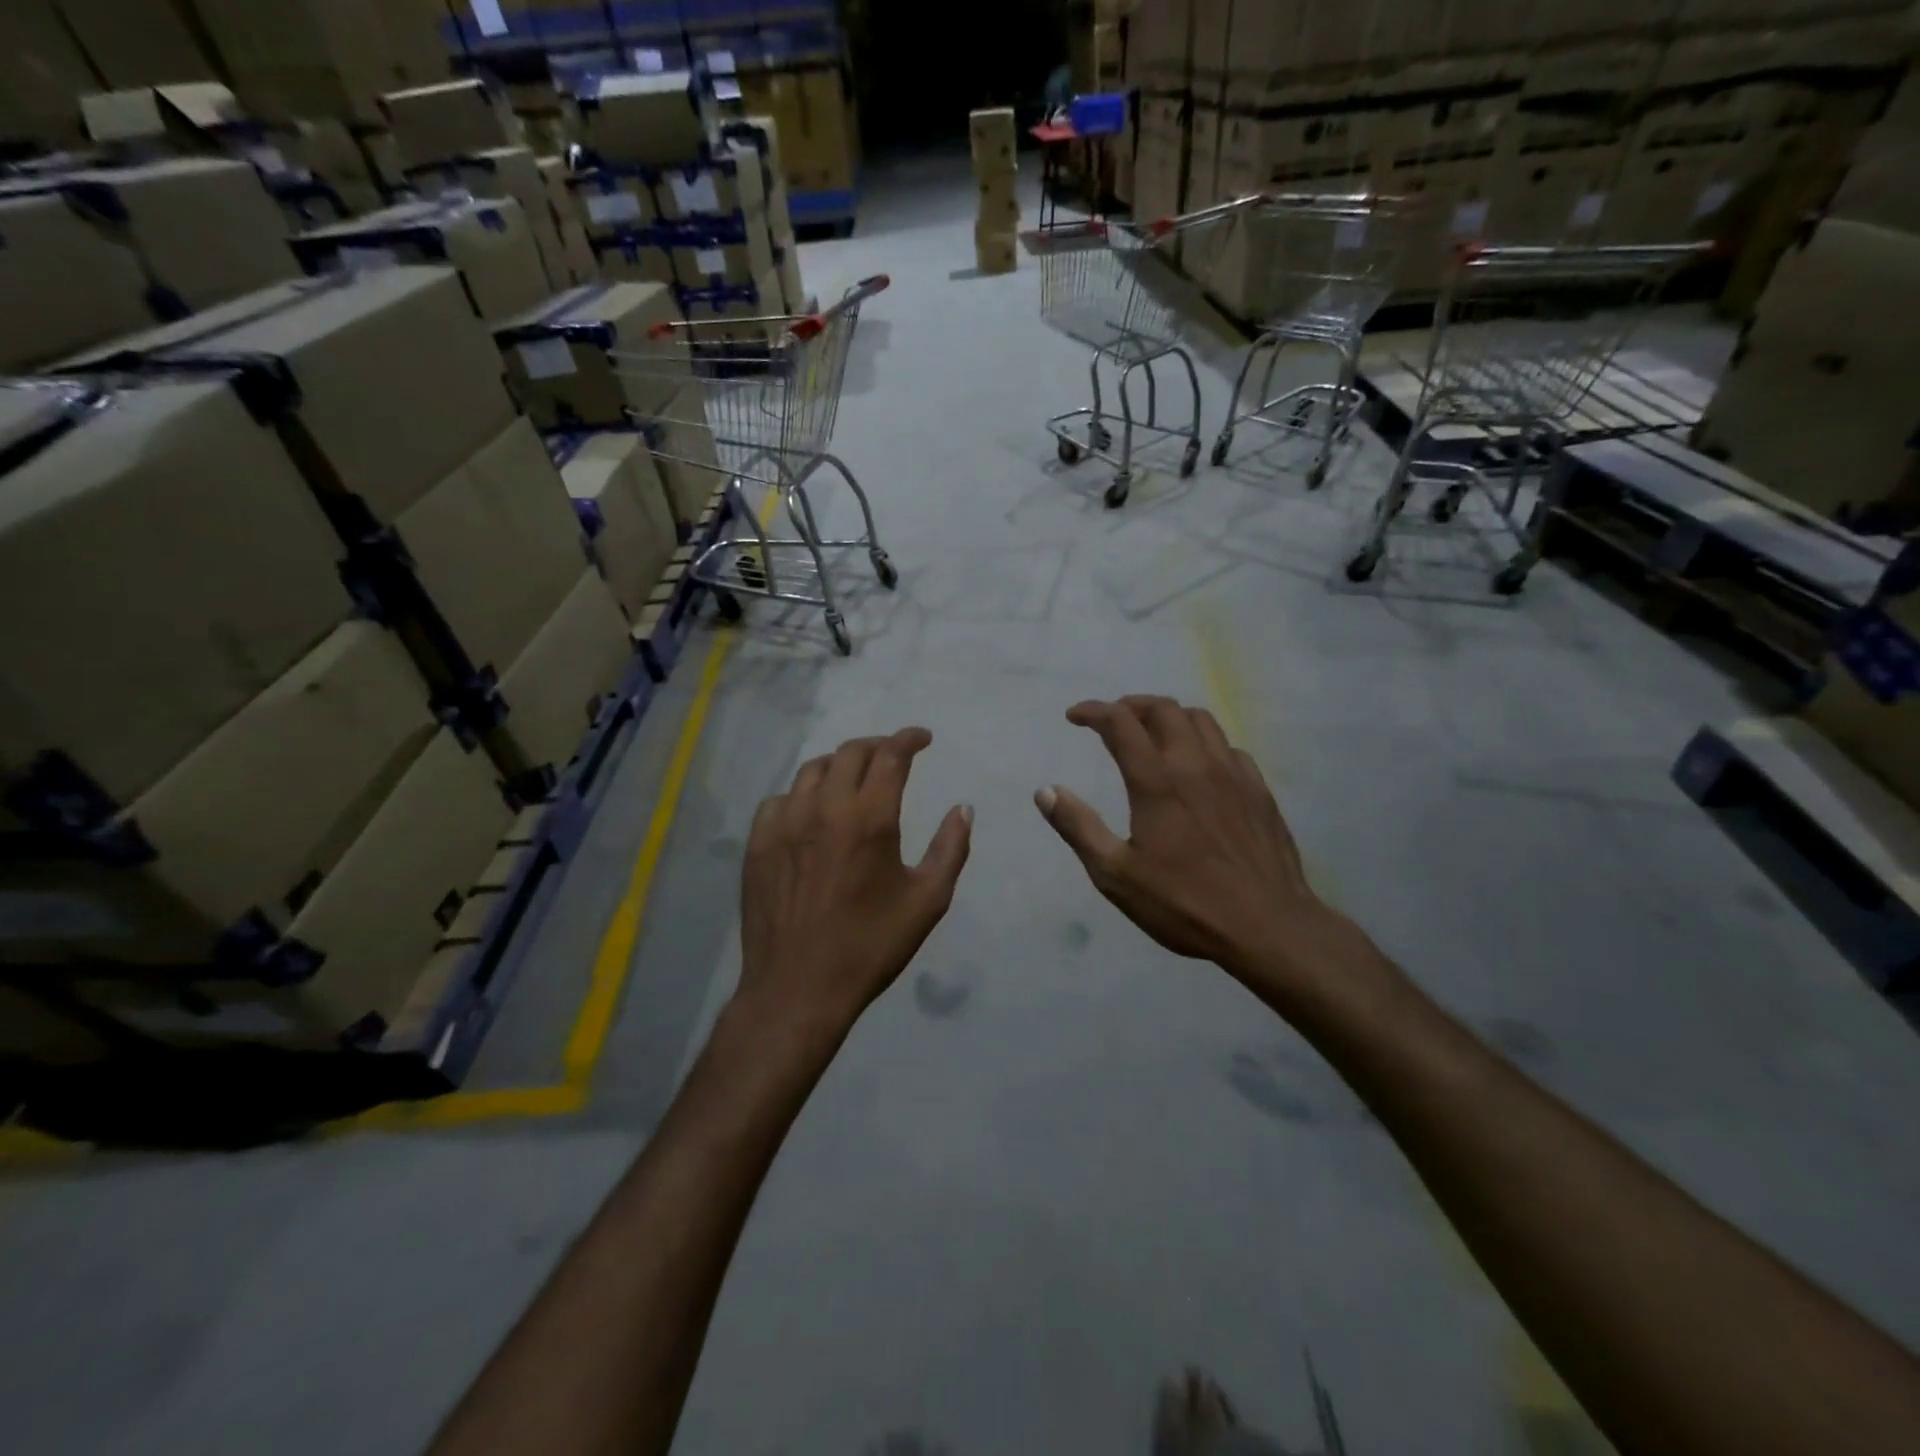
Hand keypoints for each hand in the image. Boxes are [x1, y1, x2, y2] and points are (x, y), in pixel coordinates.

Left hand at [737, 728, 971, 1037]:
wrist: (798, 988)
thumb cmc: (870, 946)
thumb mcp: (927, 901)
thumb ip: (951, 848)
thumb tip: (963, 808)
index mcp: (869, 818)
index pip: (890, 755)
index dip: (909, 738)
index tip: (923, 738)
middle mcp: (823, 808)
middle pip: (850, 752)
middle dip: (877, 745)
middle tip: (894, 756)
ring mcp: (784, 823)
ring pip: (812, 770)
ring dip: (840, 765)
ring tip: (854, 779)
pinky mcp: (757, 842)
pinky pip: (780, 799)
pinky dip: (803, 795)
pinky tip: (812, 814)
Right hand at [1035, 697, 1359, 1004]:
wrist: (1268, 926)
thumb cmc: (1184, 903)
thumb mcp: (1115, 874)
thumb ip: (1078, 827)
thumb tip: (1045, 790)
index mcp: (1156, 780)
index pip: (1120, 722)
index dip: (1093, 711)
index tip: (1075, 716)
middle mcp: (1195, 763)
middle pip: (1163, 709)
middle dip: (1131, 706)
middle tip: (1111, 721)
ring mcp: (1233, 773)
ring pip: (1200, 719)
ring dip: (1169, 716)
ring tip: (1152, 733)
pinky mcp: (1259, 789)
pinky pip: (1228, 746)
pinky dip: (1204, 742)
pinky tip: (1199, 766)